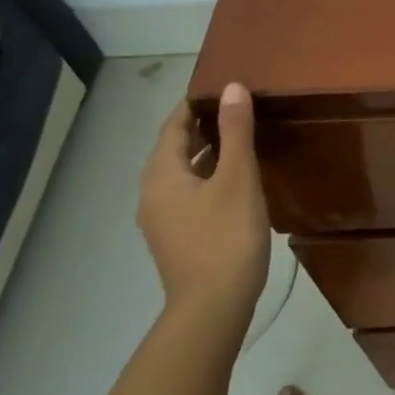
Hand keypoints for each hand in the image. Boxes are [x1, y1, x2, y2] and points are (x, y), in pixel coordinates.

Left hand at [137, 83, 270, 320]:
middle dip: (202, 126)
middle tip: (238, 107)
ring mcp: (163, 219)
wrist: (213, 307)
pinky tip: (236, 178)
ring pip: (183, 172)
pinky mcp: (179, 237)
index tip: (223, 87)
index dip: (195, 104)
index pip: (172, 126)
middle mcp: (153, 194)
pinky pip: (190, 193)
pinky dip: (209, 175)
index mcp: (161, 176)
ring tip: (241, 136)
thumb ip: (235, 131)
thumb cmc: (226, 236)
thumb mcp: (237, 178)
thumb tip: (232, 88)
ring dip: (207, 152)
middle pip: (174, 149)